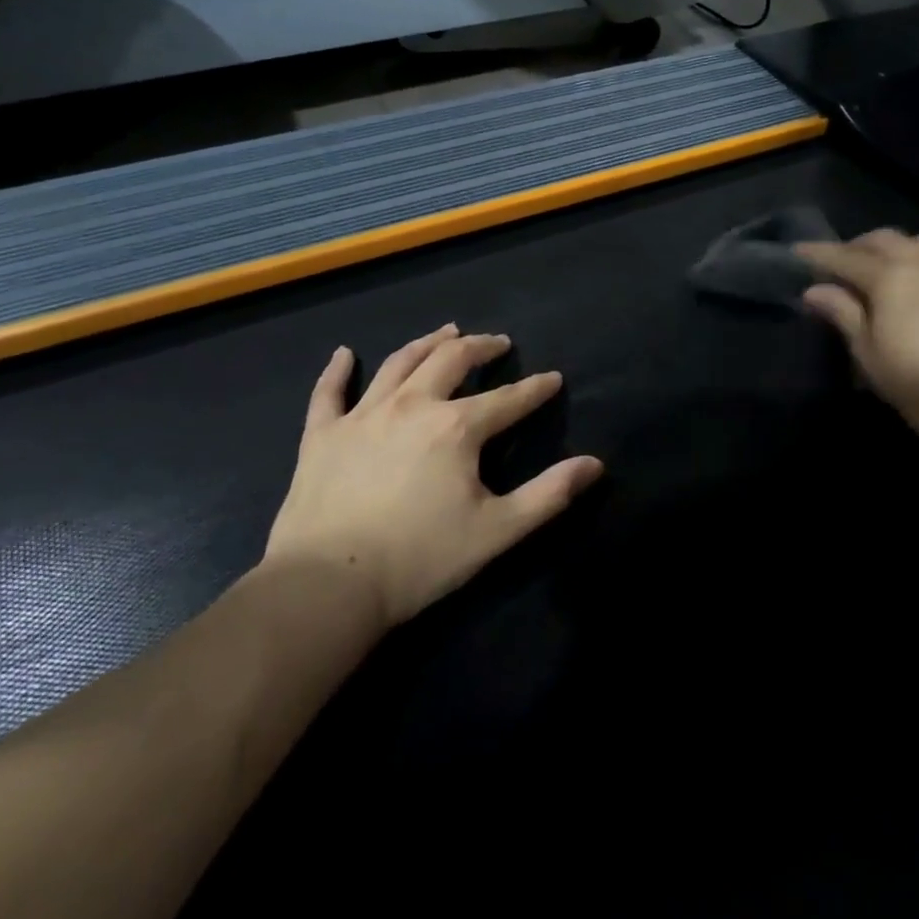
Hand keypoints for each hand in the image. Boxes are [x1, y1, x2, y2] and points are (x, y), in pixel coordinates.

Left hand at [266, 325, 603, 625]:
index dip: (535, 389)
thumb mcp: (497, 530)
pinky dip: (337, 370)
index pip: (508, 399)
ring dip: (427, 343)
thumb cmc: (420, 559)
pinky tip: (344, 353)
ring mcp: (363, 416)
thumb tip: (595, 464)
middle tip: (498, 343)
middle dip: (480, 347)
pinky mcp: (323, 435)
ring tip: (447, 332)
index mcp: (457, 427)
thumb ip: (549, 494)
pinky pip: (329, 392)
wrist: (328, 586)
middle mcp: (412, 406)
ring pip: (399, 364)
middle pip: (451, 361)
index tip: (553, 378)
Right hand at [798, 231, 918, 462]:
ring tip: (880, 270)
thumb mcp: (868, 352)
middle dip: (855, 247)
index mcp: (890, 276)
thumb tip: (814, 290)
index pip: (844, 257)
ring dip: (892, 248)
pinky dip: (918, 259)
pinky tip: (915, 284)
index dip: (818, 254)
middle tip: (838, 266)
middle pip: (882, 240)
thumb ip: (843, 313)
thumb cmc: (915, 382)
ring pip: (916, 242)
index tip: (796, 251)